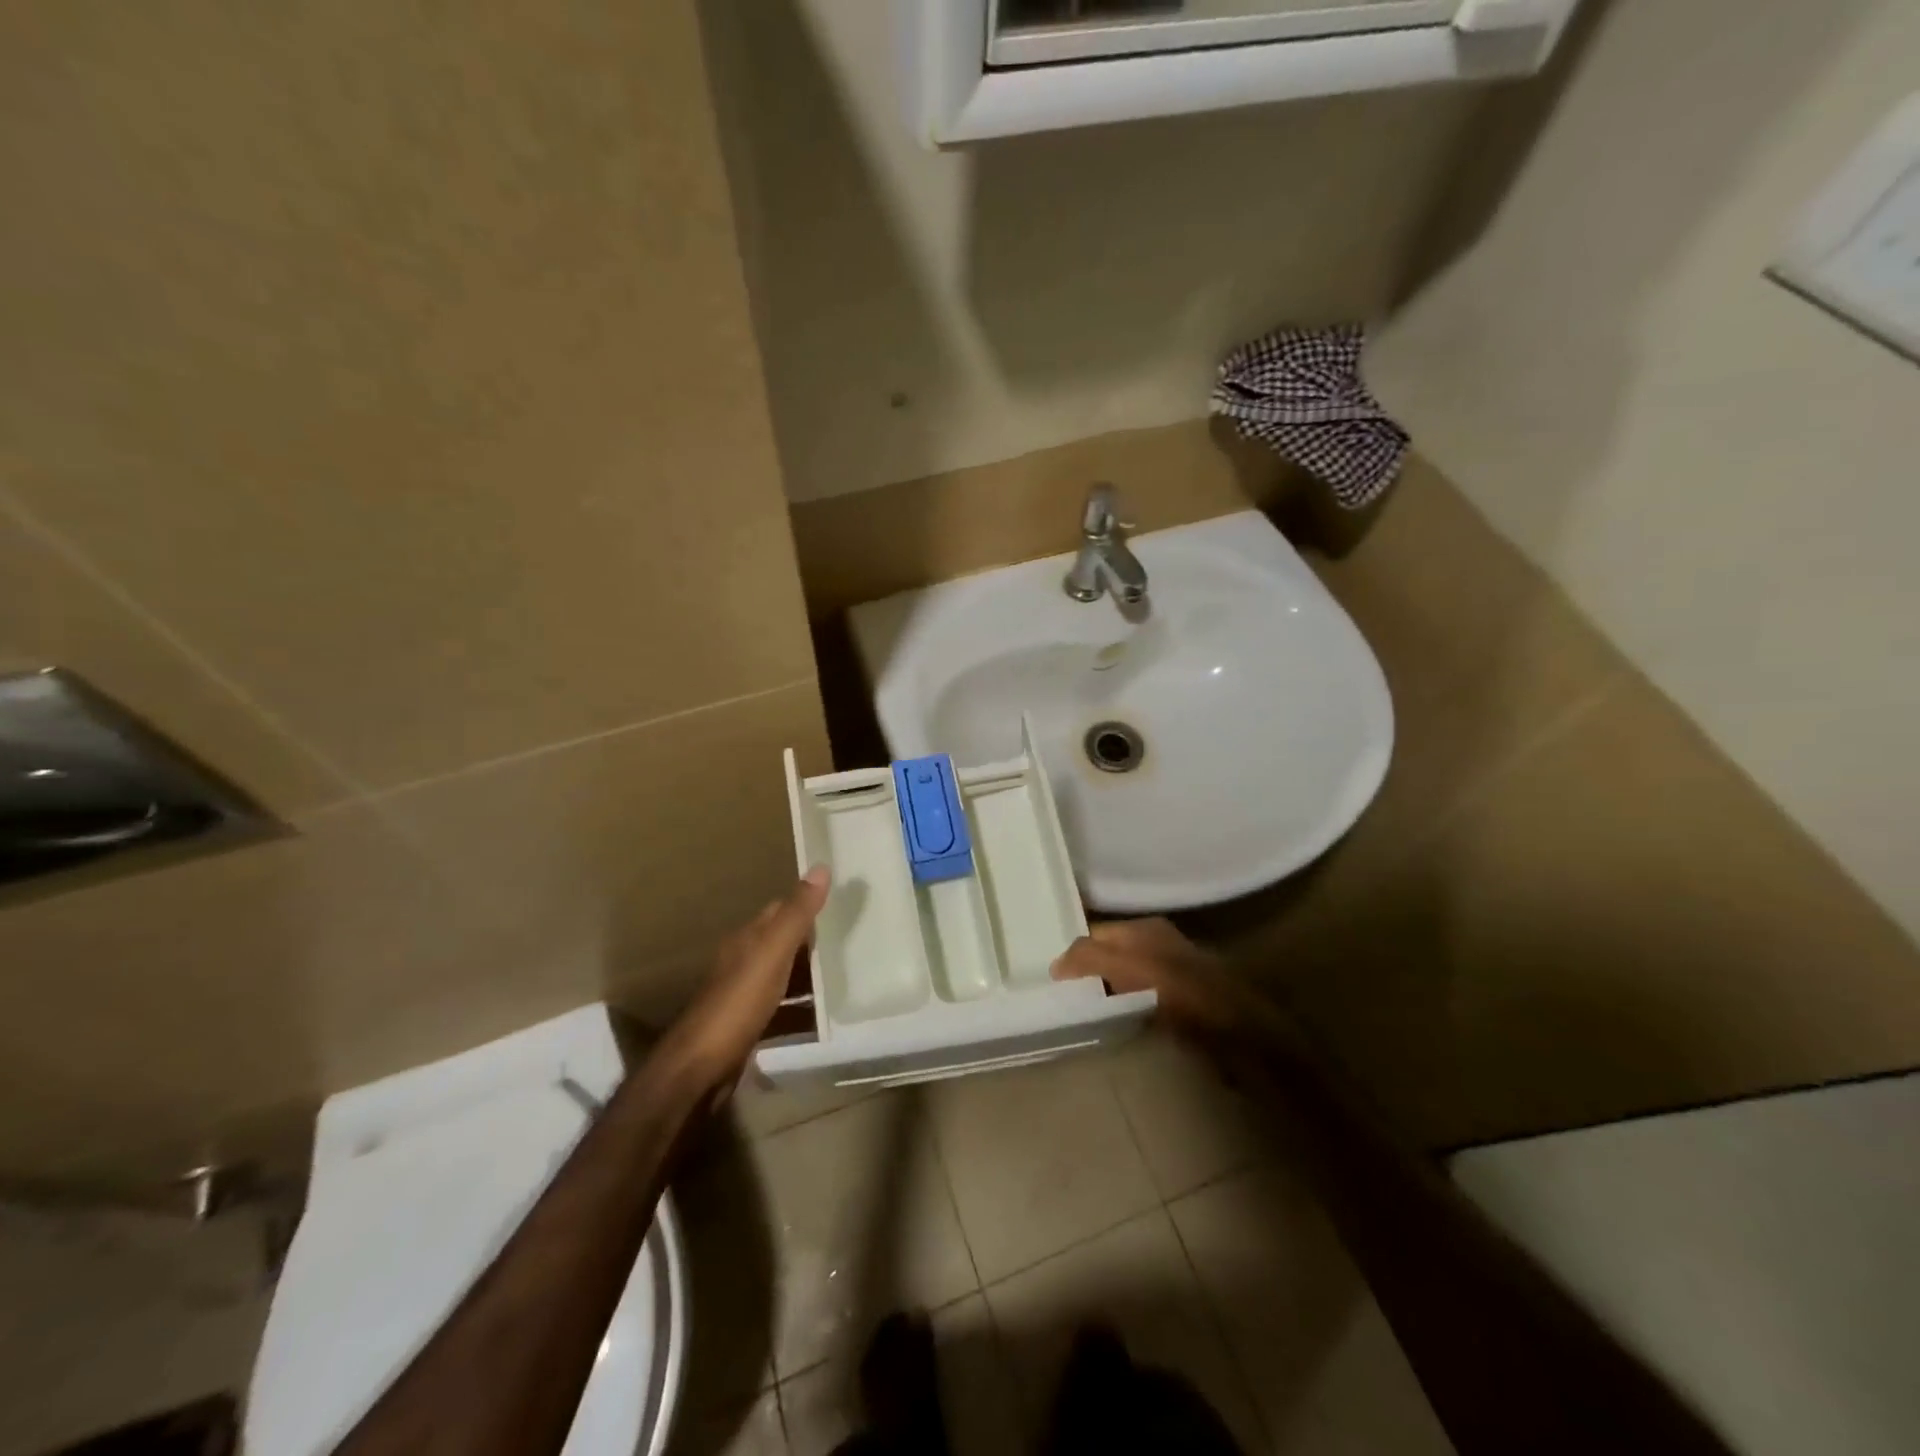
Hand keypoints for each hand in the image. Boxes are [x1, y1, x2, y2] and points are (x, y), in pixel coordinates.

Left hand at [666, 867, 830, 1089]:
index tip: (839, 901)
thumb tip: (820, 867)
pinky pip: (779, 1004)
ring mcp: (742, 994)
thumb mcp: (772, 953)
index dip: (806, 903)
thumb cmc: (738, 1003)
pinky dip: (799, 1002)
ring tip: (844, 972)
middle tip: (850, 937)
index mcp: (747, 939)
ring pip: (780, 972)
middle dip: (810, 937)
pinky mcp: (746, 1024)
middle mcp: (742, 960)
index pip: (779, 909)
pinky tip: (819, 1012)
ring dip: (806, 970)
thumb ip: (796, 913)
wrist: (700, 1067)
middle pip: (780, 940)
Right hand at [1050, 917, 1244, 1034]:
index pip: (1094, 934)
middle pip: (1107, 956)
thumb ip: (1092, 959)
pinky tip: (1115, 1026)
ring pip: (1122, 980)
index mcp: (1145, 929)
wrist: (1246, 1036)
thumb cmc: (1187, 996)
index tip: (1053, 985)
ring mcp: (1169, 976)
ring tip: (1083, 1016)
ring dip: (1104, 995)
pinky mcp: (1179, 1007)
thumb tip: (1056, 965)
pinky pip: (1137, 1003)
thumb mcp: (1133, 968)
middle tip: (1063, 1001)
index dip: (1073, 956)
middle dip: (1086, 974)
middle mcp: (1156, 945)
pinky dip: (1122, 1011)